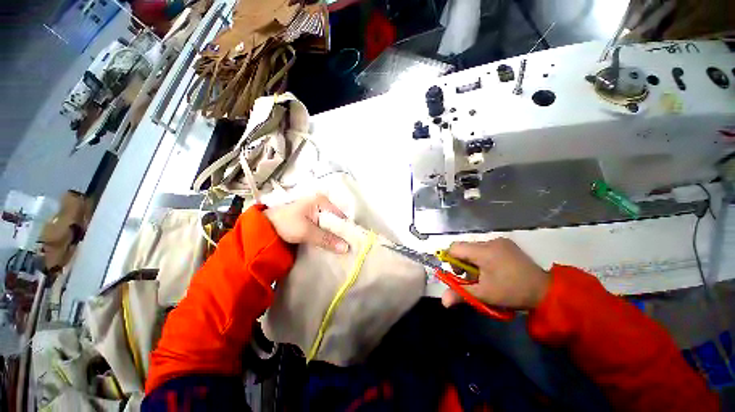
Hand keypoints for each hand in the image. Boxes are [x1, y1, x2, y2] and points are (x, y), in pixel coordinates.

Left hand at [264, 195, 348, 252]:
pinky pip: (325, 228)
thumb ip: (326, 239)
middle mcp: (323, 204)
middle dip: (341, 234)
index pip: (341, 216)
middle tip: (347, 248)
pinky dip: (328, 236)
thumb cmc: (285, 224)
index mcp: (322, 201)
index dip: (346, 229)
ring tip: (341, 248)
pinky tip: (331, 245)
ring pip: (331, 225)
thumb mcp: (306, 231)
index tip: (352, 243)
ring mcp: (318, 211)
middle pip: (337, 221)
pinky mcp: (313, 219)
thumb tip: (345, 248)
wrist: (265, 227)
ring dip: (334, 236)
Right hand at [441, 238, 549, 309]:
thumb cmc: (511, 292)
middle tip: (472, 278)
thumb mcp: (484, 295)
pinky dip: (483, 257)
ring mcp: (500, 241)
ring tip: (484, 275)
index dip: (450, 259)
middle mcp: (490, 241)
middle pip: (465, 247)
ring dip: (473, 260)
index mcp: (483, 251)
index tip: (457, 274)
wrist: (546, 290)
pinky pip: (486, 248)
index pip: (455, 247)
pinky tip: (493, 269)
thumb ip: (461, 294)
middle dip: (463, 262)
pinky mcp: (507, 244)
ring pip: (475, 248)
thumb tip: (443, 301)